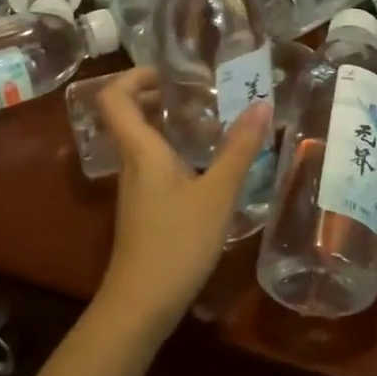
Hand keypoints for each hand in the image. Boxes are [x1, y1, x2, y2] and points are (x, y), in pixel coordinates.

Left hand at [94, 67, 271, 343]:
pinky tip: (208, 163)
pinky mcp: (145, 208)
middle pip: (130, 114)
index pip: (115, 97)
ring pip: (144, 141)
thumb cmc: (176, 242)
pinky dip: (176, 151)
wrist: (141, 304)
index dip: (134, 75)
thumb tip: (261, 104)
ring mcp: (136, 188)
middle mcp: (132, 162)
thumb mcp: (217, 193)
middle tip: (201, 90)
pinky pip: (154, 164)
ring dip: (171, 123)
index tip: (170, 71)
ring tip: (213, 119)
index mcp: (141, 150)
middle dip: (160, 95)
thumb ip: (239, 149)